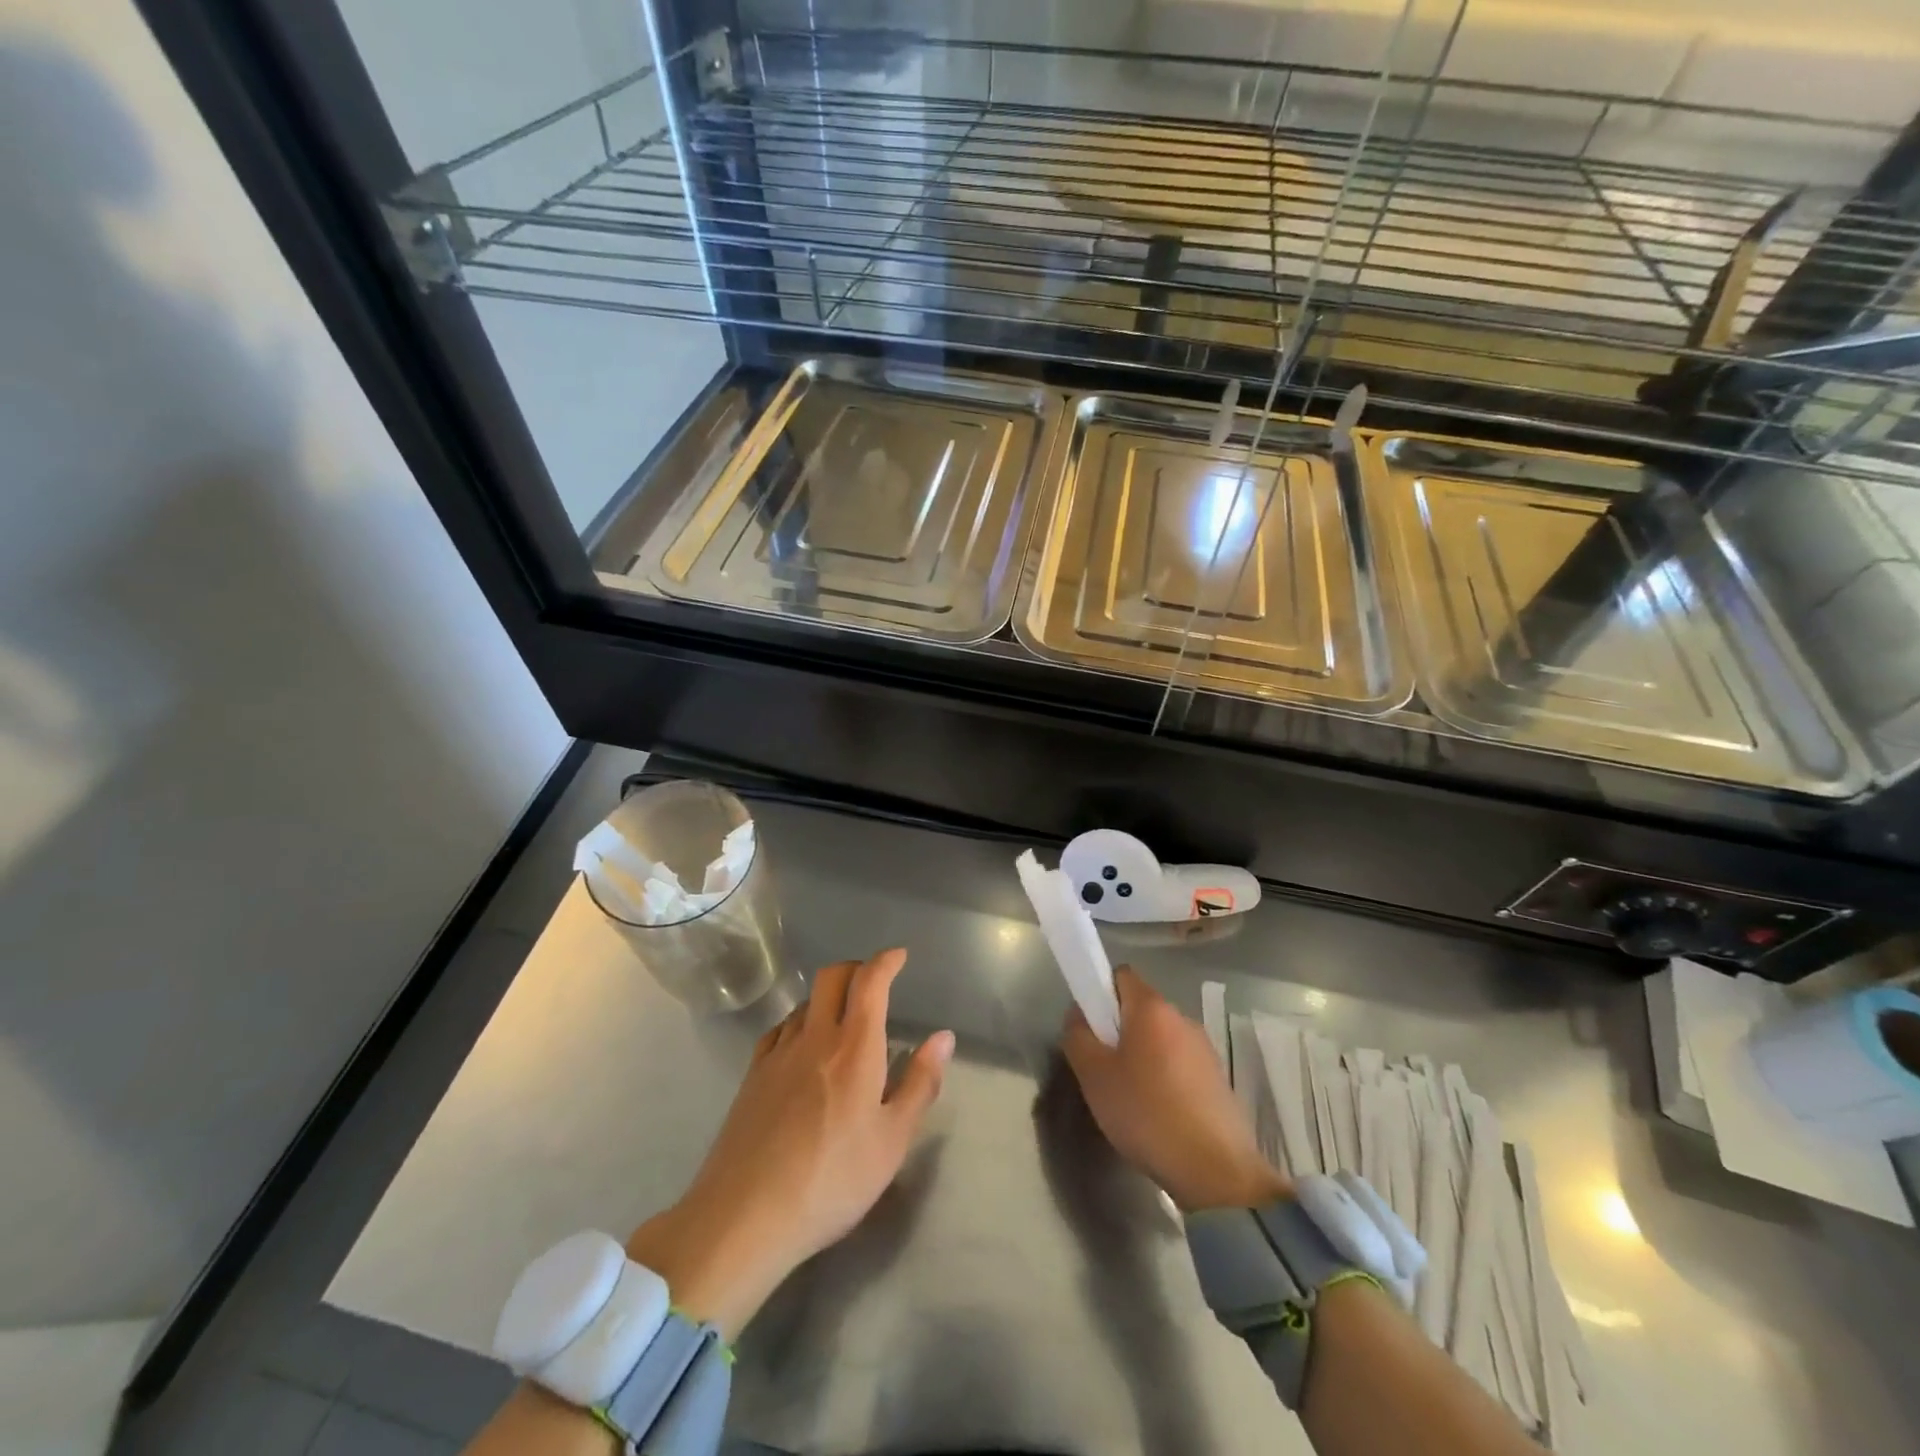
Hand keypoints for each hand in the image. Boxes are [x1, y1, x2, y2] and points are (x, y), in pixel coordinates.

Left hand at [625, 948, 951, 1338]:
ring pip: (806, 1002)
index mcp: (854, 1047)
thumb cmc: (833, 1180)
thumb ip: (920, 1084)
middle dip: (856, 968)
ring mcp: (778, 1054)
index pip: (870, 982)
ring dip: (828, 997)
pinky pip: (780, 1029)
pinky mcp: (752, 1075)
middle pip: (832, 977)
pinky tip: (803, 1048)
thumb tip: (943, 1037)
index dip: (886, 961)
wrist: (745, 1216)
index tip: (899, 956)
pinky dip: (800, 1023)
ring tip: (842, 1021)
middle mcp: (815, 1037)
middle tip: (873, 983)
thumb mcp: (892, 1141)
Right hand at [1062, 967, 1289, 1211]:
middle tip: (1103, 1067)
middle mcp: (1182, 1018)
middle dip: (1119, 1030)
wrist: (1215, 1171)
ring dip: (1143, 1056)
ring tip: (1130, 1097)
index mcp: (1152, 1007)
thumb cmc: (1146, 1113)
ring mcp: (1204, 1048)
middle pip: (1141, 1008)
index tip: (1090, 1026)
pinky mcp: (1218, 1079)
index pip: (1121, 975)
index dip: (1100, 992)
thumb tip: (1079, 1015)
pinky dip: (1165, 1078)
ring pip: (1161, 1039)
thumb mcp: (1094, 1076)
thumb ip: (1078, 1037)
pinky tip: (1157, 1115)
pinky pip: (1180, 1065)